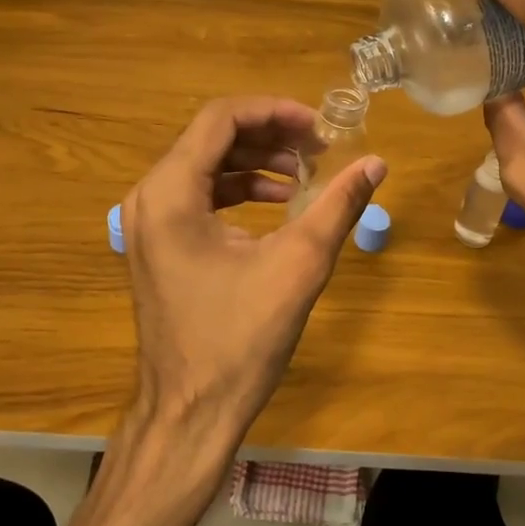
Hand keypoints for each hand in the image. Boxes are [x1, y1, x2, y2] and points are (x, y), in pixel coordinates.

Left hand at [122, 96, 386, 456]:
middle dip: (270, 135)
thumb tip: (376, 163)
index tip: (319, 126)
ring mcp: (148, 222)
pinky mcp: (158, 244)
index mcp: (170, 193)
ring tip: (307, 172)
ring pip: (206, 164)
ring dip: (257, 161)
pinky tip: (280, 203)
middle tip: (320, 147)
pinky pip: (199, 195)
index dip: (274, 111)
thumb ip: (337, 206)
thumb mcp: (297, 266)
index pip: (220, 118)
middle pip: (212, 138)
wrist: (190, 413)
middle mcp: (149, 197)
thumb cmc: (239, 341)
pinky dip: (240, 189)